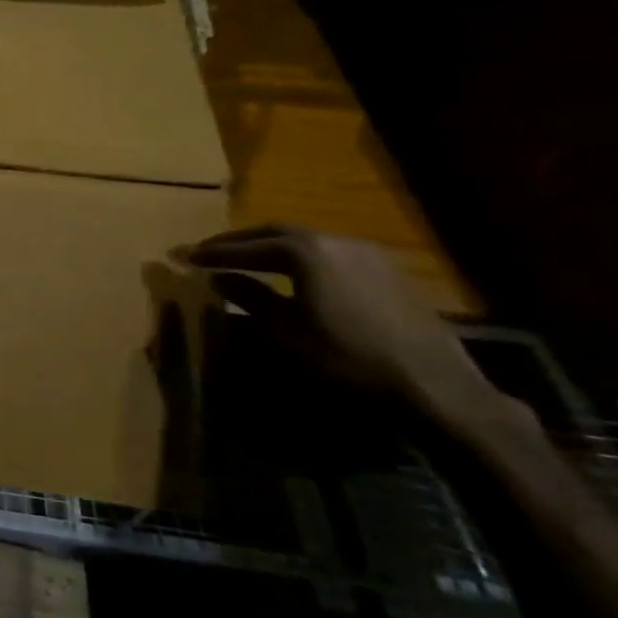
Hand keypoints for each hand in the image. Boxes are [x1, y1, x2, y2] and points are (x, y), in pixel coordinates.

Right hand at [186, 225, 495, 420]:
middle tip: (208, 250)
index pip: (247, 246)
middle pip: (276, 232)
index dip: (212, 252)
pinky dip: (300, 256)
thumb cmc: (346, 357)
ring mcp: (367, 253)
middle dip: (239, 241)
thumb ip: (249, 298)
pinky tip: (294, 272)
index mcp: (306, 252)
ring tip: (246, 258)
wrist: (433, 384)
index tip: (183, 256)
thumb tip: (218, 277)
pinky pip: (330, 253)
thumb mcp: (286, 331)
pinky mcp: (387, 271)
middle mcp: (336, 241)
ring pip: (306, 240)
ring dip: (270, 246)